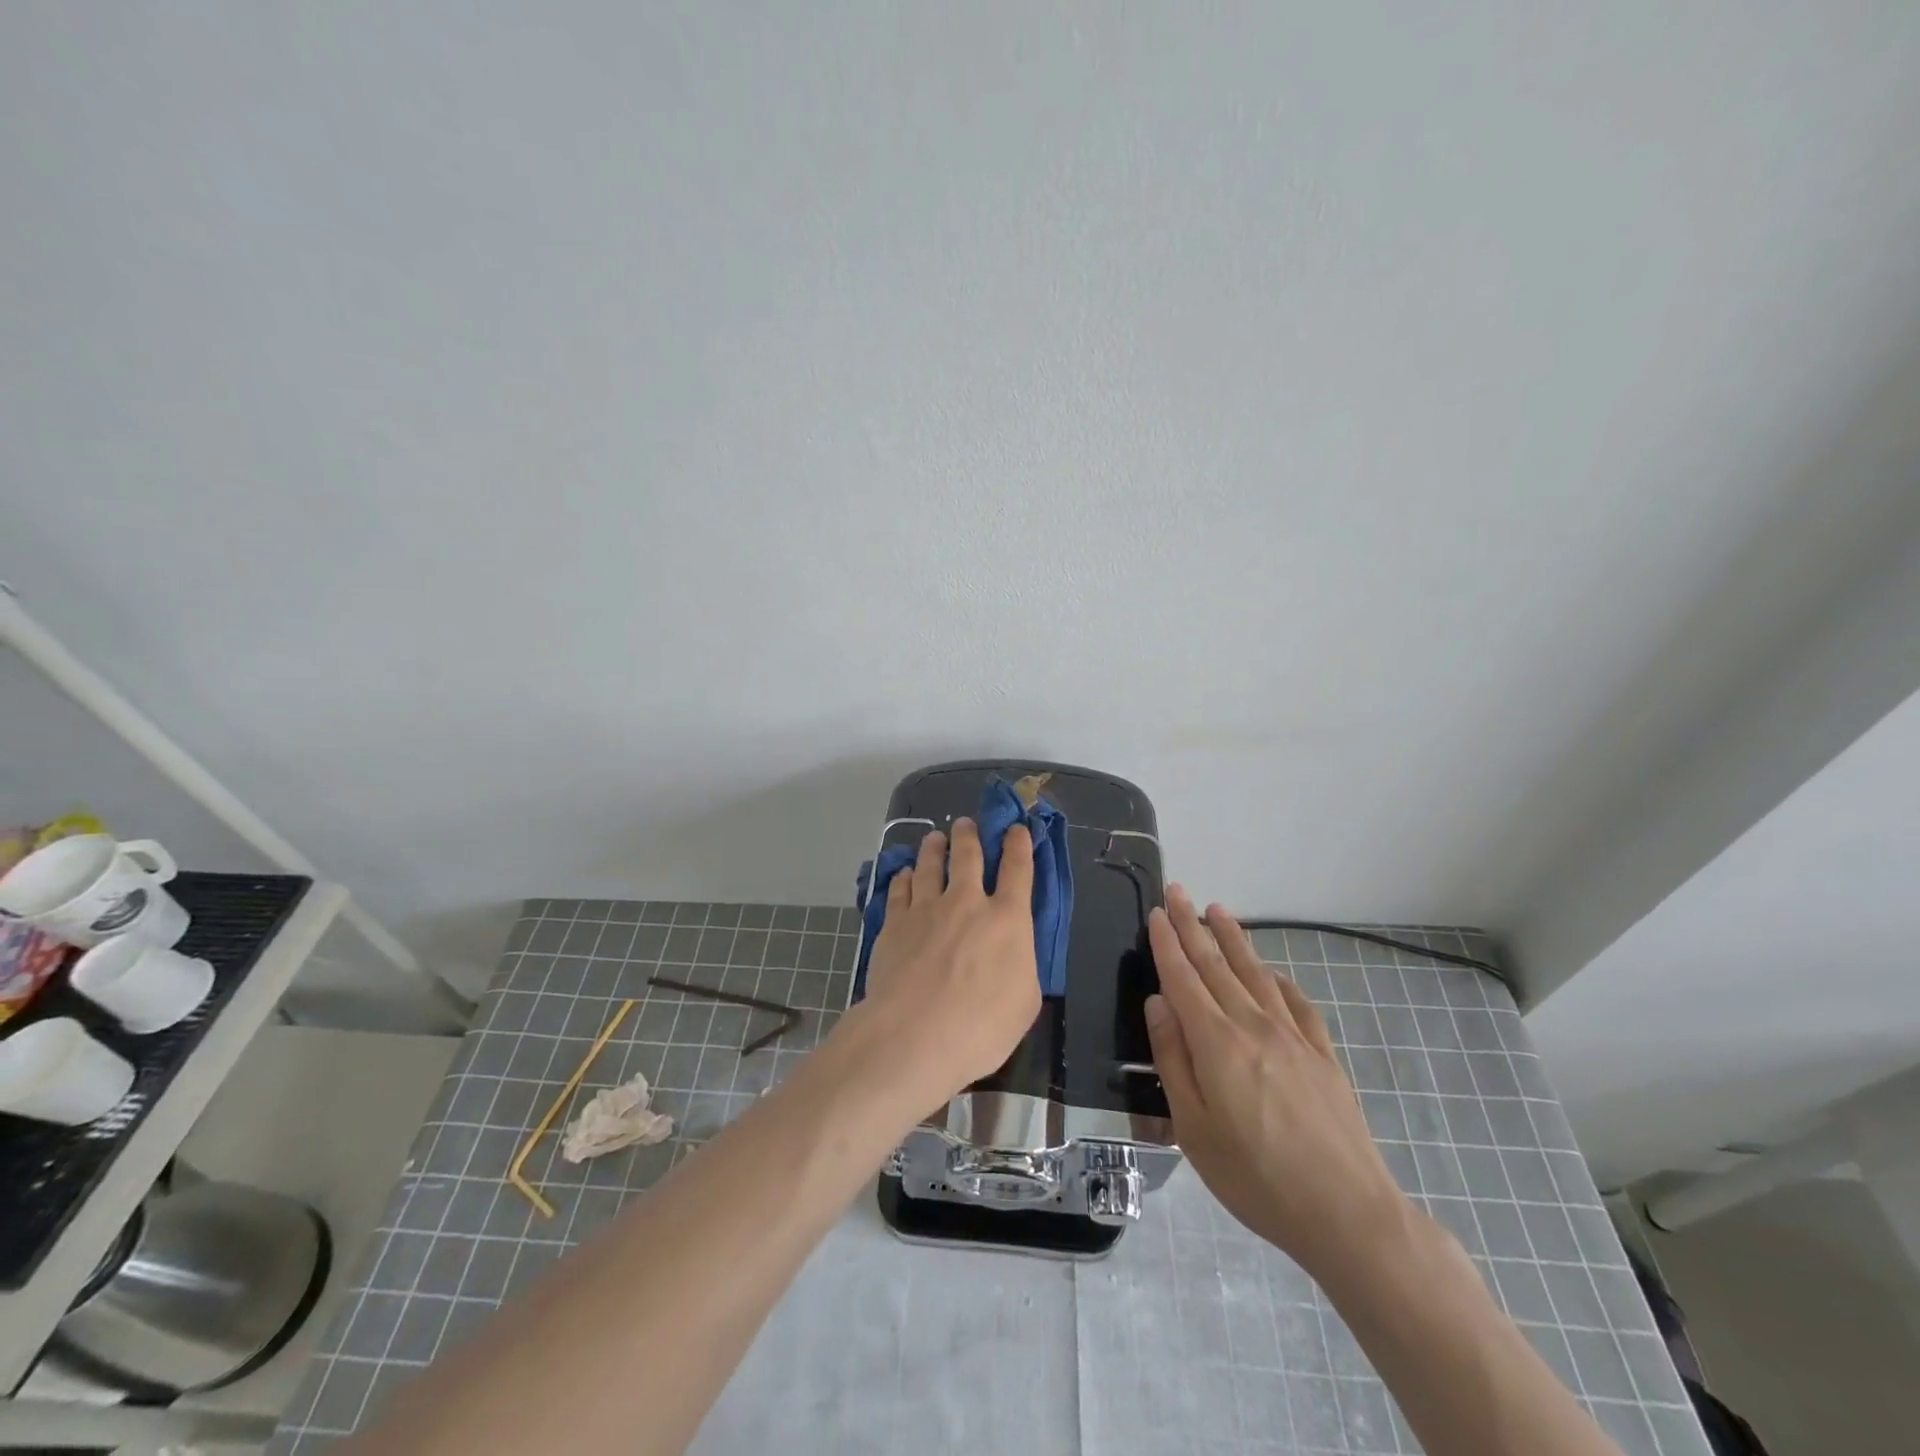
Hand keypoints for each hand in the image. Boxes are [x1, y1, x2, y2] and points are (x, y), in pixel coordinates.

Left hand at [860, 818, 1041, 1101]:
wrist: (914, 1035)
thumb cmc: (981, 1027)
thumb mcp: (1024, 1002)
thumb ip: (1020, 966)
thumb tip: (1012, 953)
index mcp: (1007, 919)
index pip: (1018, 869)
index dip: (1019, 845)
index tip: (1016, 829)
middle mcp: (967, 902)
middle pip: (968, 855)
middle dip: (969, 835)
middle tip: (965, 825)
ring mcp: (926, 908)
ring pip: (930, 865)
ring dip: (934, 848)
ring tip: (934, 838)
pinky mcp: (894, 923)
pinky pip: (900, 890)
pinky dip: (904, 878)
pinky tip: (904, 875)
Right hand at [1145, 886, 1412, 1281]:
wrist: (1348, 1213)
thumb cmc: (1256, 1178)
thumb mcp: (1193, 1128)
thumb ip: (1172, 1059)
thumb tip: (1157, 1003)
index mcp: (1217, 1043)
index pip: (1184, 978)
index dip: (1167, 943)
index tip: (1157, 912)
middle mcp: (1254, 1025)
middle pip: (1216, 964)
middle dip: (1193, 926)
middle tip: (1179, 892)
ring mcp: (1294, 1037)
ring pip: (1255, 973)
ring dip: (1234, 939)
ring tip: (1218, 911)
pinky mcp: (1323, 1055)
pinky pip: (1296, 1002)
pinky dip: (1278, 979)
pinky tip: (1272, 972)